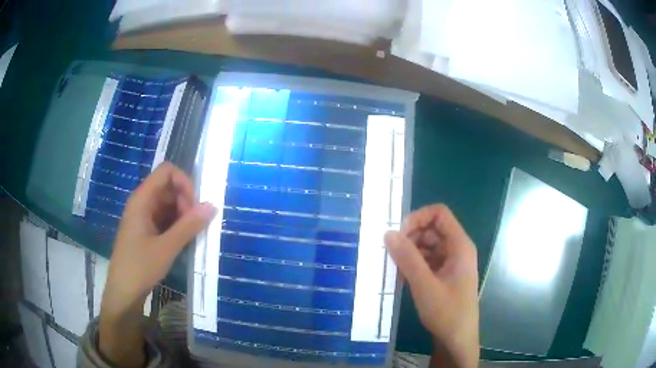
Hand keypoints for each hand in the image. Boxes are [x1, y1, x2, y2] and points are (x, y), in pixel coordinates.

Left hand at [99, 162, 215, 366]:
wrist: (124, 292)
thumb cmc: (140, 267)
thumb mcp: (166, 248)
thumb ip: (189, 226)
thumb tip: (212, 206)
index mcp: (142, 199)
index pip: (166, 172)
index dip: (184, 182)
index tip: (194, 206)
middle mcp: (142, 202)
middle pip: (169, 187)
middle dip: (185, 201)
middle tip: (193, 225)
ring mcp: (143, 216)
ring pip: (168, 203)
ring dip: (182, 215)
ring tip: (189, 236)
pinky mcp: (146, 229)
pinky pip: (165, 218)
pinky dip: (176, 225)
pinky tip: (182, 241)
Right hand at [385, 204, 478, 367]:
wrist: (457, 340)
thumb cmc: (447, 312)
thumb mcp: (425, 285)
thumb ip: (407, 258)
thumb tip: (388, 233)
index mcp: (460, 245)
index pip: (439, 214)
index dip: (418, 218)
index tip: (399, 234)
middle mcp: (456, 249)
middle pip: (431, 229)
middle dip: (410, 237)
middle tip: (391, 254)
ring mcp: (450, 263)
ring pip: (427, 246)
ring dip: (409, 253)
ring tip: (394, 268)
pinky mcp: (444, 275)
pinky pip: (426, 261)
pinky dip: (413, 265)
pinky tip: (401, 278)